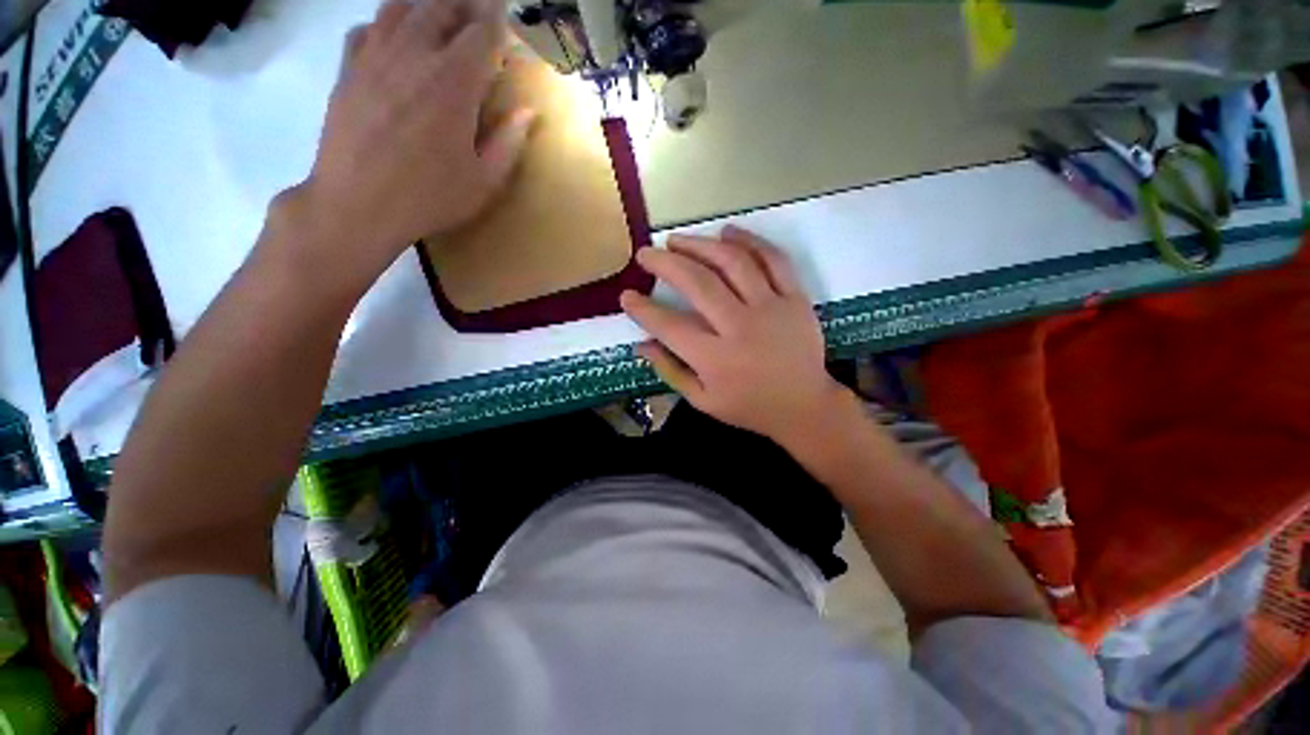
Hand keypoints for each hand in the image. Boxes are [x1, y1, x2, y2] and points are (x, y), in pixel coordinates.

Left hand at [292, 0, 533, 285]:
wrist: (357, 204)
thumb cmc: (430, 197)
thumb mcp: (484, 181)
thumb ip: (508, 142)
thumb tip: (527, 111)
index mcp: (453, 83)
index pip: (480, 33)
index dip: (496, 19)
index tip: (504, 14)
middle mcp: (413, 56)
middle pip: (440, 7)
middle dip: (463, 4)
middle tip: (477, 10)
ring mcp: (375, 57)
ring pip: (400, 8)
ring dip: (425, 5)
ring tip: (440, 14)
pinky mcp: (349, 70)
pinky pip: (367, 28)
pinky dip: (386, 24)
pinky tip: (395, 37)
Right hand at [620, 226, 848, 446]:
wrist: (805, 406)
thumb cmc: (750, 407)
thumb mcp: (703, 401)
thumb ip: (670, 371)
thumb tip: (641, 345)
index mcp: (716, 359)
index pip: (670, 326)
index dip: (644, 310)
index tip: (626, 296)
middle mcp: (741, 327)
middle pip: (698, 283)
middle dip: (665, 264)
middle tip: (646, 254)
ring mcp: (771, 308)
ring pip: (733, 263)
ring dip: (700, 245)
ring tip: (677, 240)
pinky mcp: (795, 298)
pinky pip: (774, 259)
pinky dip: (749, 241)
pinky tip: (727, 232)